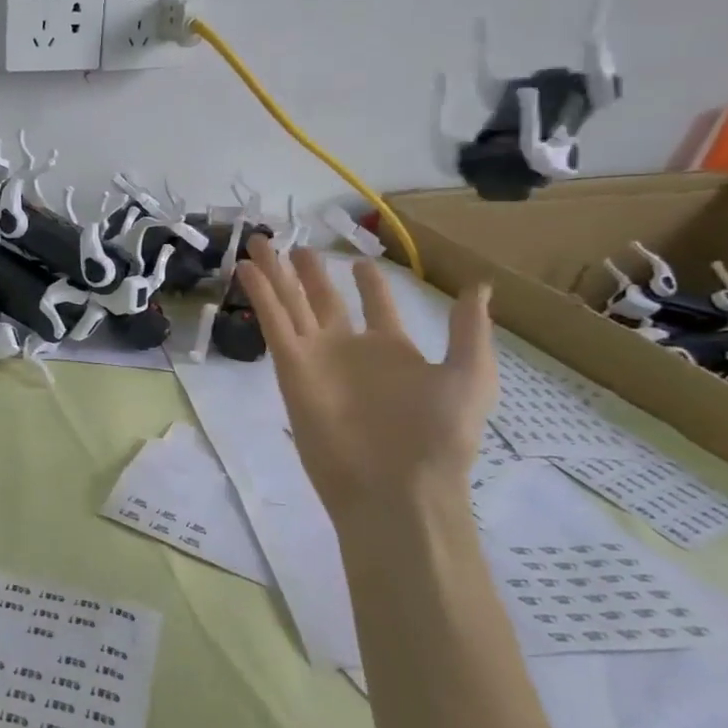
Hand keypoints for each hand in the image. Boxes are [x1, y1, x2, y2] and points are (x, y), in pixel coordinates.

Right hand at [237, 238, 496, 521]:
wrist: (396, 486)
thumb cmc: (439, 433)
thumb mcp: (469, 375)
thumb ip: (468, 329)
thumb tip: (479, 285)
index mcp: (392, 351)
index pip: (375, 307)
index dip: (368, 284)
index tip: (358, 261)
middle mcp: (349, 349)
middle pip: (321, 299)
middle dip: (308, 272)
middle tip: (293, 245)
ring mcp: (316, 357)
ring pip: (290, 303)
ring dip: (274, 273)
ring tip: (258, 241)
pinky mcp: (291, 367)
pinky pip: (274, 322)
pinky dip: (260, 294)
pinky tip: (248, 268)